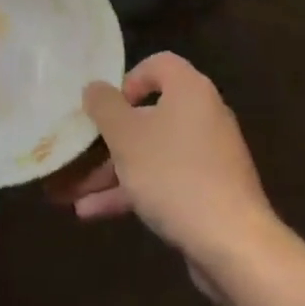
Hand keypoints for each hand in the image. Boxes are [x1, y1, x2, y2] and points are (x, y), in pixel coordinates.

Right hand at [57, 52, 281, 270]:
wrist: (231, 240)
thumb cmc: (173, 174)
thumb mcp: (126, 137)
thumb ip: (104, 107)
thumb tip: (95, 88)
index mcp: (189, 90)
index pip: (159, 64)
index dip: (129, 79)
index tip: (106, 107)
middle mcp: (203, 115)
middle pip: (150, 115)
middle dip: (109, 139)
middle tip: (79, 153)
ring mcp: (209, 155)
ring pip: (152, 153)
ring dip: (113, 171)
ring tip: (73, 193)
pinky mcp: (209, 190)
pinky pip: (164, 180)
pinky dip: (133, 191)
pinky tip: (93, 213)